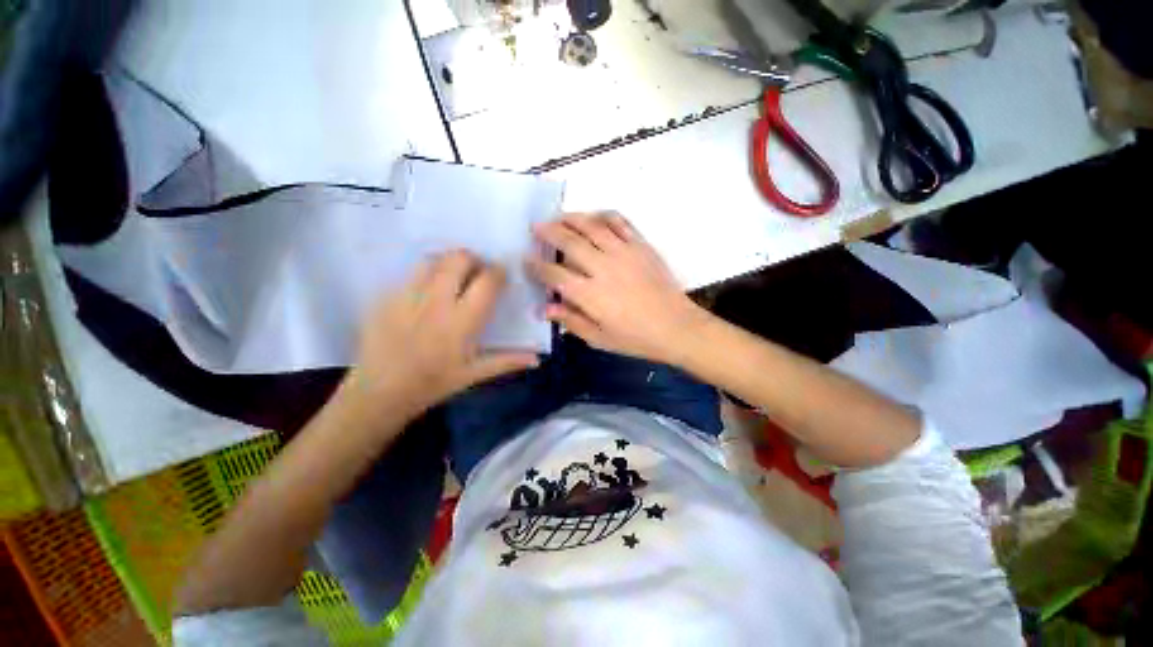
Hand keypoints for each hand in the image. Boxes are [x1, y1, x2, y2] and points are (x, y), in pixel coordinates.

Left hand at [344, 250, 538, 420]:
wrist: (380, 393)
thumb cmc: (433, 384)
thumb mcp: (474, 375)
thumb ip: (508, 361)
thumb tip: (538, 359)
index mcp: (462, 321)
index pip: (487, 281)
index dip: (498, 272)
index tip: (501, 276)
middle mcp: (436, 302)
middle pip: (458, 259)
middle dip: (473, 259)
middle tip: (477, 273)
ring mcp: (407, 296)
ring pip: (432, 260)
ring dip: (448, 263)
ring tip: (452, 278)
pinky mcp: (386, 297)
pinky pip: (410, 274)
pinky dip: (426, 275)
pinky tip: (427, 293)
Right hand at [526, 212, 710, 364]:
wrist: (676, 327)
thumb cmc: (636, 338)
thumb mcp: (599, 338)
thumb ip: (570, 320)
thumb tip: (543, 308)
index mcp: (589, 294)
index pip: (554, 273)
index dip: (537, 266)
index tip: (526, 259)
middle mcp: (602, 268)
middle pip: (568, 241)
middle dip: (547, 232)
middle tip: (536, 228)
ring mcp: (623, 253)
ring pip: (591, 225)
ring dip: (571, 218)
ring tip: (558, 217)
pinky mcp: (641, 245)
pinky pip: (619, 222)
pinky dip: (603, 215)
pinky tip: (594, 216)